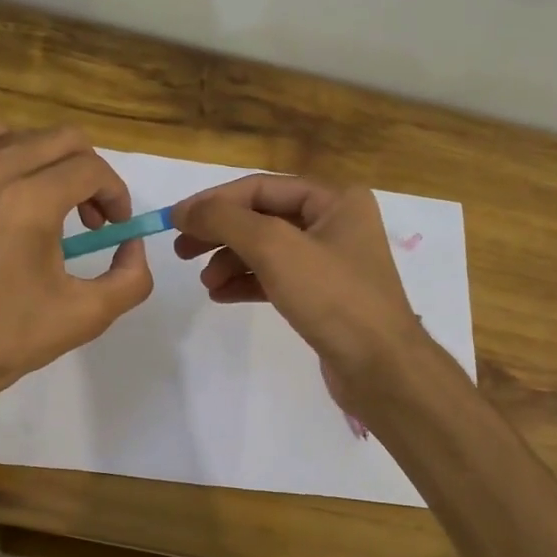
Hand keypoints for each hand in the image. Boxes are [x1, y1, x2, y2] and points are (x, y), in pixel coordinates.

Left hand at [0, 115, 152, 402]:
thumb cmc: (5, 338)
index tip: (115, 228)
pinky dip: (3, 144)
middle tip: (92, 220)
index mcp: (31, 202)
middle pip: (64, 141)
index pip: (92, 169)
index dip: (116, 195)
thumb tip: (132, 244)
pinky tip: (8, 179)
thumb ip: (131, 277)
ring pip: (25, 135)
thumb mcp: (86, 316)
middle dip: (91, 176)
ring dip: (52, 161)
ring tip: (52, 200)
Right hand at [171, 174, 430, 403]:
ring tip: (205, 283)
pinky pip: (275, 278)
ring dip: (230, 261)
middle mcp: (335, 223)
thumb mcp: (275, 248)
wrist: (380, 369)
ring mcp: (330, 261)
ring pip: (267, 250)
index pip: (261, 188)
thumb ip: (225, 221)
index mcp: (335, 199)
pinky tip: (220, 295)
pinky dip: (246, 283)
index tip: (175, 220)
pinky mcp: (323, 295)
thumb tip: (184, 210)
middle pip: (262, 217)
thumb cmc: (333, 298)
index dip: (215, 201)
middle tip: (181, 251)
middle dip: (220, 233)